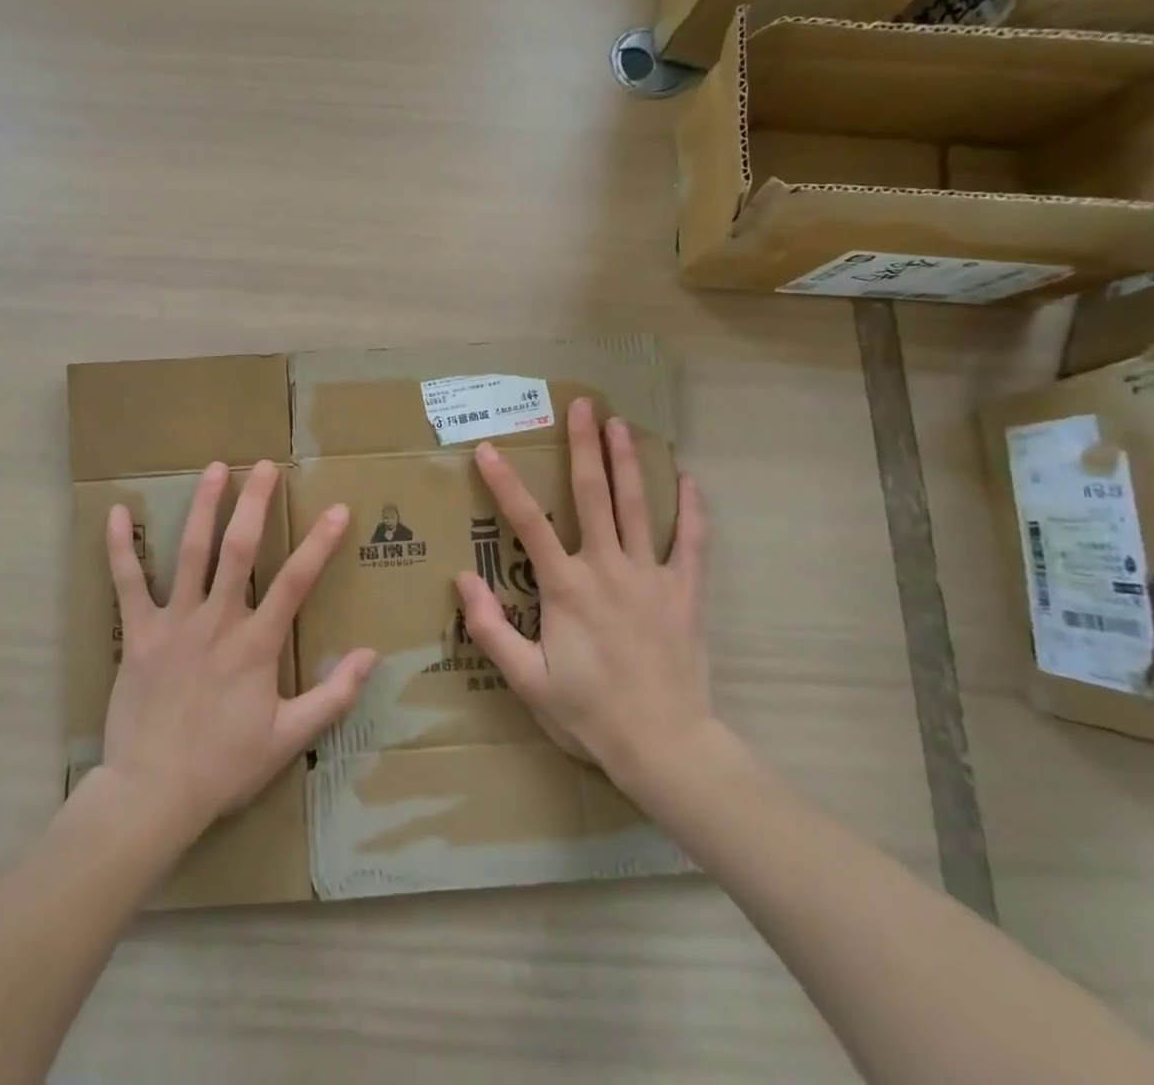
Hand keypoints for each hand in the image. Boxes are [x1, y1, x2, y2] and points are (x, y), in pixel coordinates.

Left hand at [99, 459, 376, 843]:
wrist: (152, 794)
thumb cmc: (224, 766)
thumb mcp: (289, 738)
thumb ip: (333, 696)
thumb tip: (371, 655)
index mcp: (255, 644)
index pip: (295, 582)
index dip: (319, 543)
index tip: (337, 509)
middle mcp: (217, 620)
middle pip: (239, 550)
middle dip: (254, 503)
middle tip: (264, 466)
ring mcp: (173, 622)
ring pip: (190, 553)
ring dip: (203, 507)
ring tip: (215, 469)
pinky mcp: (137, 633)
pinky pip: (127, 583)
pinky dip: (120, 548)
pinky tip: (115, 513)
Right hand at [455, 397, 712, 788]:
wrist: (665, 747)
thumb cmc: (589, 714)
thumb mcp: (527, 681)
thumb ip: (490, 629)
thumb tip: (462, 579)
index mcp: (565, 587)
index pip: (527, 523)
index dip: (504, 483)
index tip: (488, 449)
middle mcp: (607, 568)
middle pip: (593, 495)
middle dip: (584, 447)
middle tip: (582, 405)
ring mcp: (650, 576)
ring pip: (637, 507)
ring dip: (627, 461)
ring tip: (621, 423)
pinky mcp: (685, 591)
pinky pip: (691, 542)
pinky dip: (690, 509)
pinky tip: (688, 478)